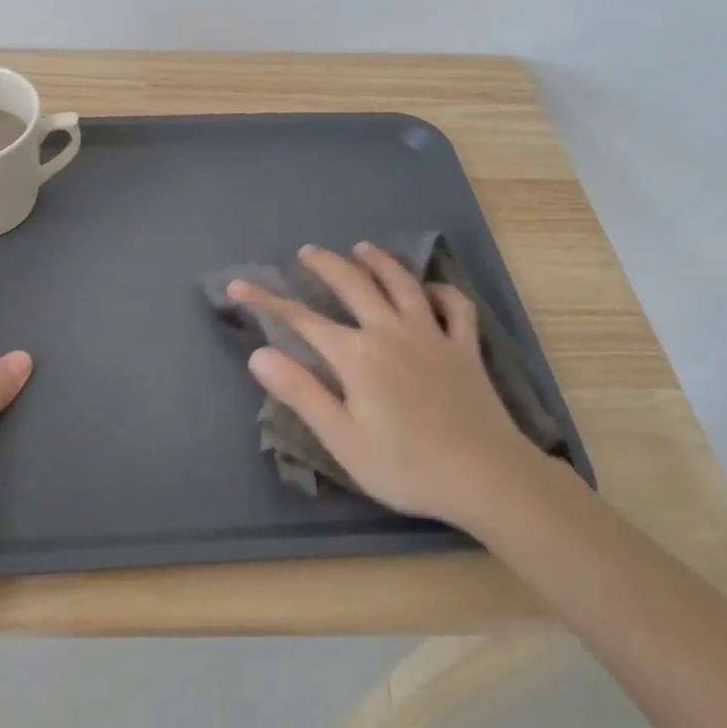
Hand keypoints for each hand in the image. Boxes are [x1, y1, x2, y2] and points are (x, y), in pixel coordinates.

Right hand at [229, 243, 534, 529]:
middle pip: (353, 284)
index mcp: (357, 355)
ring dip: (379, 261)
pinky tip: (430, 289)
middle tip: (307, 252)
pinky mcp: (465, 348)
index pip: (301, 319)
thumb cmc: (406, 465)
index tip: (239, 287)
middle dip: (325, 265)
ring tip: (362, 249)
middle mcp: (391, 331)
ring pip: (402, 283)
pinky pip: (455, 307)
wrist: (487, 478)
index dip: (266, 301)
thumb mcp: (342, 438)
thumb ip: (301, 392)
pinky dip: (441, 290)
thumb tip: (260, 354)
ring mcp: (432, 335)